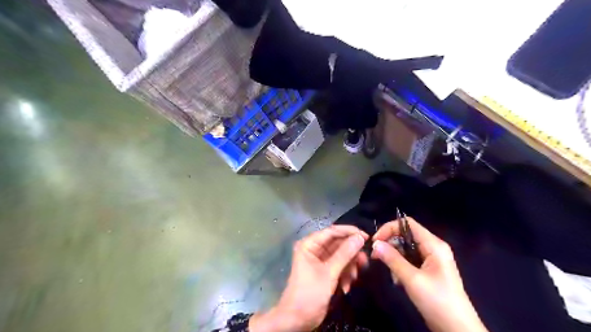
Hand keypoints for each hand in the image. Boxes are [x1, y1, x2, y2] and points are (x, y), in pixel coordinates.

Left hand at [251, 226, 367, 331]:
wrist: (297, 320)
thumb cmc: (309, 293)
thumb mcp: (329, 273)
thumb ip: (345, 254)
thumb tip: (360, 238)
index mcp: (310, 244)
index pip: (332, 231)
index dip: (350, 232)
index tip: (367, 237)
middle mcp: (315, 248)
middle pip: (338, 243)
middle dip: (351, 254)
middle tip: (364, 262)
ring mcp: (320, 260)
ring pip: (341, 255)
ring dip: (349, 267)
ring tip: (354, 278)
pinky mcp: (325, 271)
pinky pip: (340, 266)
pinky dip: (345, 275)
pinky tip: (346, 287)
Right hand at [368, 218, 489, 331]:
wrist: (458, 330)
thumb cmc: (437, 301)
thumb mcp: (412, 279)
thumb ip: (392, 259)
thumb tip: (375, 244)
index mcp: (434, 245)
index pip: (407, 224)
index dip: (389, 228)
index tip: (375, 241)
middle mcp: (433, 247)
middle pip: (405, 235)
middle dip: (390, 245)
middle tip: (376, 257)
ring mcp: (431, 259)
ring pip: (406, 249)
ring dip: (395, 258)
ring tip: (393, 275)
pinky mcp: (428, 270)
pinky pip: (410, 260)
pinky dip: (401, 267)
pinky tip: (399, 281)